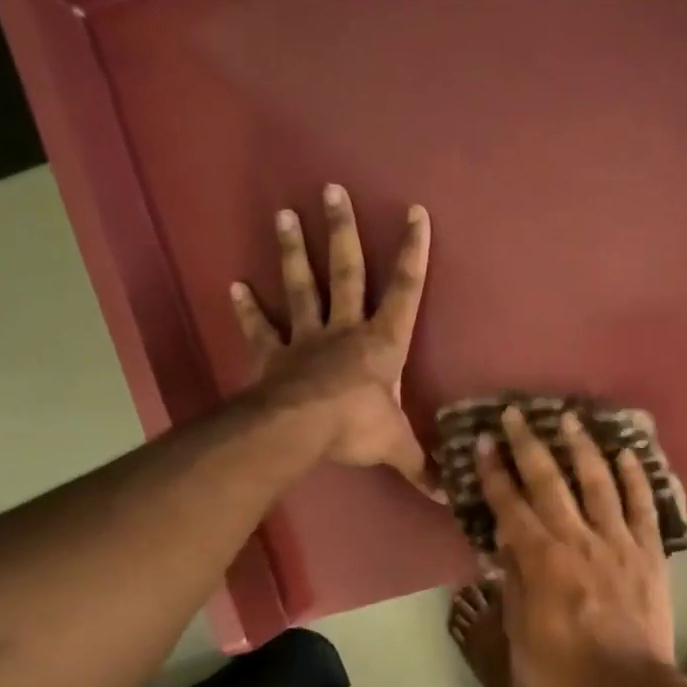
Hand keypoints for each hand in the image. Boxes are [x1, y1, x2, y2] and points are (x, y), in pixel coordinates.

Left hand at [231, 184, 439, 497]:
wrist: (299, 431)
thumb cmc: (356, 428)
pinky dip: (247, 308)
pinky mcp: (274, 355)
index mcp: (383, 343)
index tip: (414, 212)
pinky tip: (235, 285)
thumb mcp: (397, 448)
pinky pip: (261, 328)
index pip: (405, 291)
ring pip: (303, 287)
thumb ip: (423, 467)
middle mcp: (345, 330)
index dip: (412, 253)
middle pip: (347, 272)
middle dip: (343, 232)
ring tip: (284, 215)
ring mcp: (306, 339)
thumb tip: (452, 497)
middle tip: (332, 190)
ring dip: (294, 251)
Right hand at [476, 405, 674, 686]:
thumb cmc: (565, 664)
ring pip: (598, 482)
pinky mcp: (649, 550)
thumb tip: (502, 540)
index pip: (511, 505)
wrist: (627, 683)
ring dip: (582, 448)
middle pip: (550, 482)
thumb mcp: (521, 628)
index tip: (483, 442)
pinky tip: (626, 454)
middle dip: (528, 445)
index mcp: (542, 559)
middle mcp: (578, 538)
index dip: (494, 472)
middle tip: (516, 415)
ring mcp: (618, 540)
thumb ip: (513, 579)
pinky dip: (635, 477)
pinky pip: (643, 505)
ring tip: (570, 420)